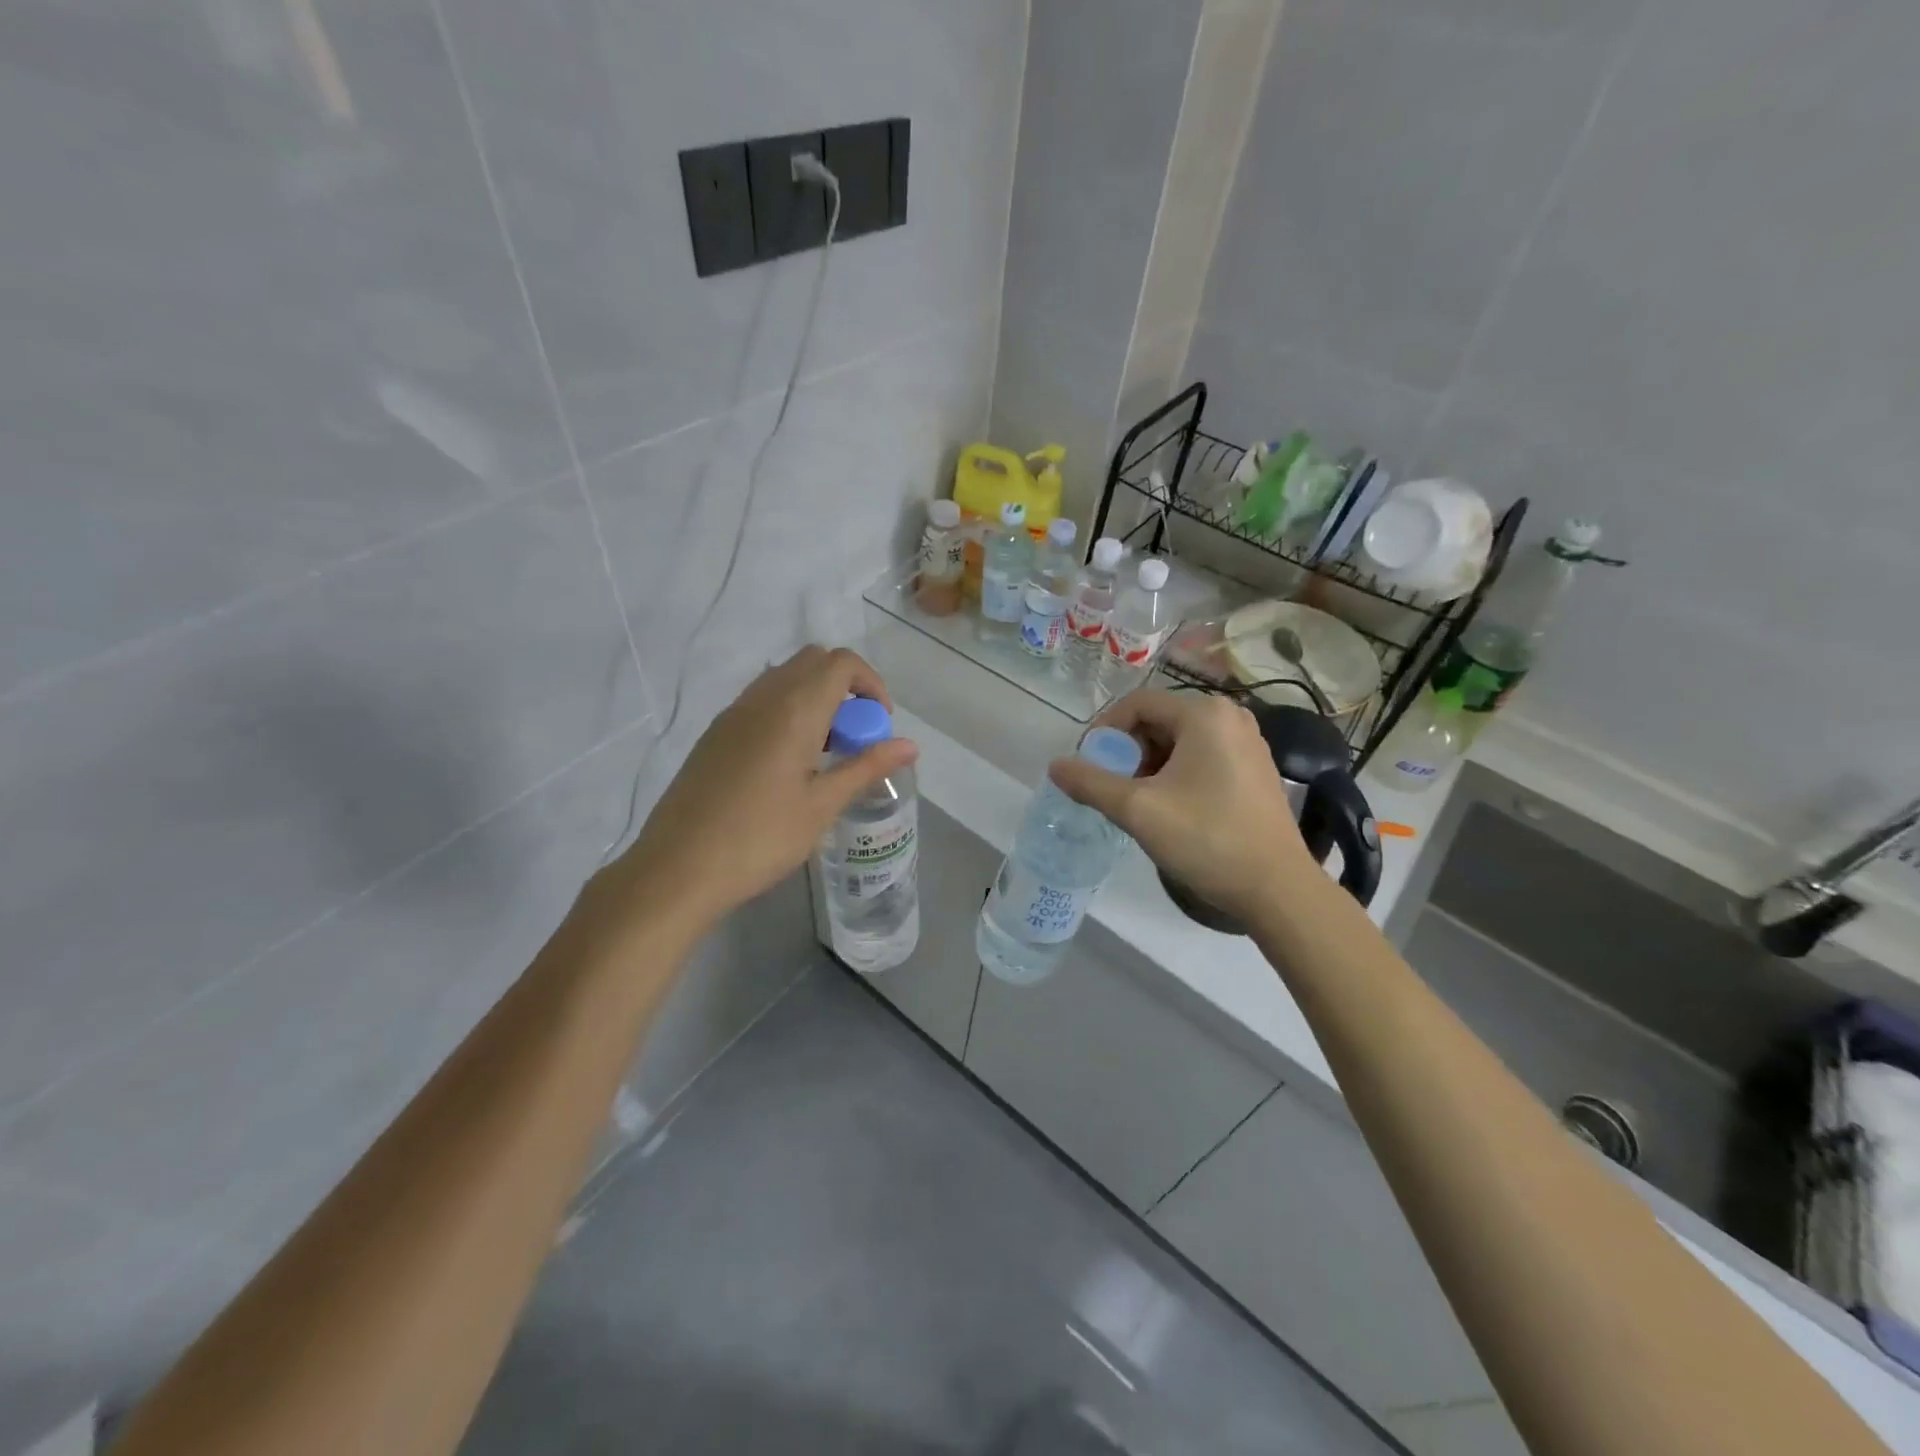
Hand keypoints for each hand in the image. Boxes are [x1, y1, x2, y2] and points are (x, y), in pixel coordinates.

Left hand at [606, 647, 917, 929]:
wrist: (677, 868)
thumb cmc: (760, 838)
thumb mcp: (822, 805)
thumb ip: (866, 767)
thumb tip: (910, 745)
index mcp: (794, 709)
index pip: (841, 663)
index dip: (871, 683)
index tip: (879, 724)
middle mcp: (762, 698)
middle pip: (814, 661)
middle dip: (845, 687)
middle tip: (855, 736)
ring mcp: (733, 713)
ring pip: (785, 679)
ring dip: (815, 698)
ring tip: (824, 752)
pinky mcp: (716, 733)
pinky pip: (762, 701)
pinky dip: (788, 711)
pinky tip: (788, 763)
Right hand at [1049, 689, 1317, 923]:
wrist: (1277, 889)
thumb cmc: (1207, 839)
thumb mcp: (1138, 810)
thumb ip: (1091, 783)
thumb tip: (1055, 766)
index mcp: (1204, 714)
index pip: (1137, 704)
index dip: (1104, 731)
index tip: (1089, 766)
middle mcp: (1230, 716)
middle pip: (1159, 720)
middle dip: (1128, 751)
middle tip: (1113, 788)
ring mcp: (1247, 742)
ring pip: (1179, 741)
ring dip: (1149, 765)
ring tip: (1138, 802)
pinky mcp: (1254, 769)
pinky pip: (1202, 756)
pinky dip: (1176, 774)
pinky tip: (1170, 808)